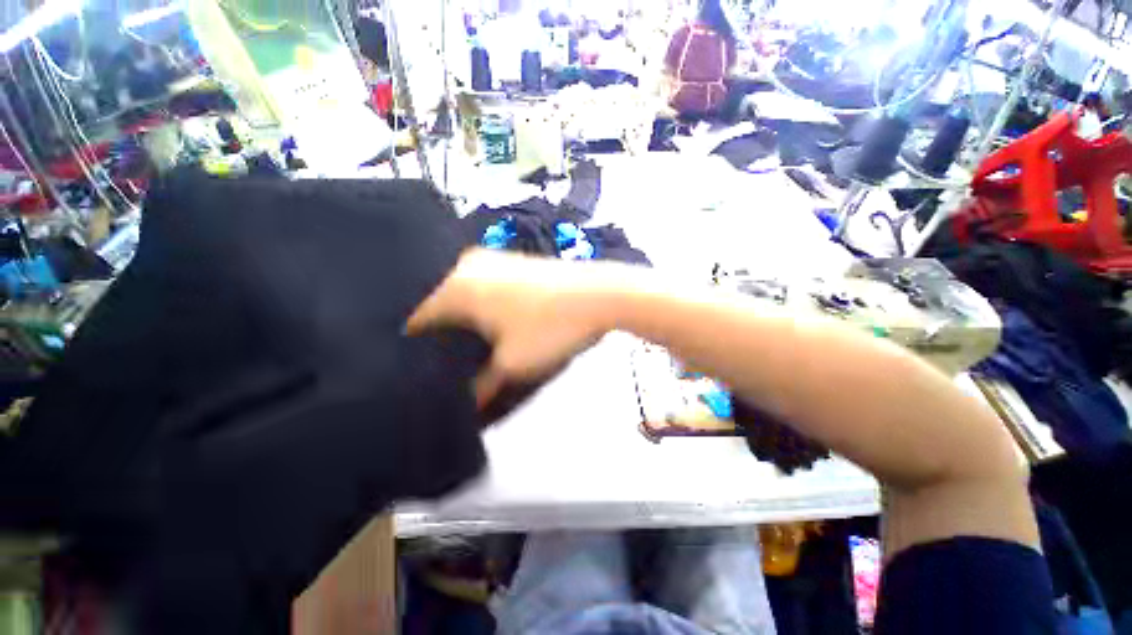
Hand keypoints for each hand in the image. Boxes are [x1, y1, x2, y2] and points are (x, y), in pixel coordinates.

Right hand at [406, 250, 620, 406]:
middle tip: (447, 363)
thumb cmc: (550, 327)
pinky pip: (484, 286)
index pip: (416, 321)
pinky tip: (495, 322)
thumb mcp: (511, 365)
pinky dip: (482, 306)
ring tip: (472, 346)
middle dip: (441, 336)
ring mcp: (492, 259)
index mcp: (455, 287)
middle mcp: (466, 266)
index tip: (421, 373)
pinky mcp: (513, 261)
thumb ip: (481, 387)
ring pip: (463, 295)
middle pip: (439, 307)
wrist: (600, 293)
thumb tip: (467, 405)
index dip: (416, 351)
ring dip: (464, 320)